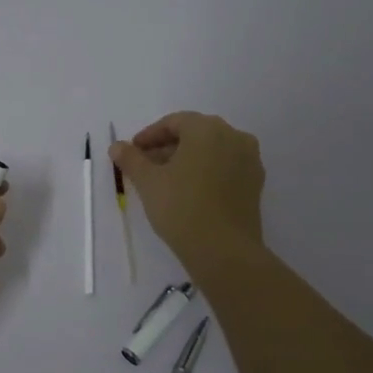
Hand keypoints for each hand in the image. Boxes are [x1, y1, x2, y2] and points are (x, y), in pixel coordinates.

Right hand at [111, 112, 265, 270]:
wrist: (224, 250)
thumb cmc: (181, 207)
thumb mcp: (148, 182)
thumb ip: (131, 159)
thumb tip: (117, 146)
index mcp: (208, 129)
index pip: (174, 122)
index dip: (150, 135)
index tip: (133, 151)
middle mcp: (234, 136)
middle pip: (195, 134)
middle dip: (168, 147)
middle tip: (146, 165)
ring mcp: (249, 160)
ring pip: (212, 151)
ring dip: (187, 159)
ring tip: (165, 180)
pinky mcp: (255, 183)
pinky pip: (225, 167)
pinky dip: (206, 172)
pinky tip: (189, 191)